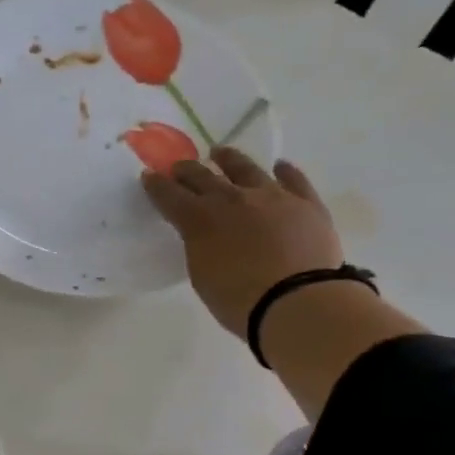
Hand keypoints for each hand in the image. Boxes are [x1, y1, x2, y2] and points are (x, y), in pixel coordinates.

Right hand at [142, 148, 343, 336]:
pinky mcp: (306, 202)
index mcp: (200, 219)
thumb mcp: (202, 275)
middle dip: (187, 170)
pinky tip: (279, 167)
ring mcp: (272, 196)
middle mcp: (232, 199)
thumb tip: (203, 233)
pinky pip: (293, 179)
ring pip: (246, 168)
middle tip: (180, 168)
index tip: (148, 175)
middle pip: (203, 176)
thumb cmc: (239, 299)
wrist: (296, 301)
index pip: (170, 196)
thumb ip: (199, 246)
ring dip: (228, 159)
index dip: (157, 185)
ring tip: (220, 153)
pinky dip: (284, 172)